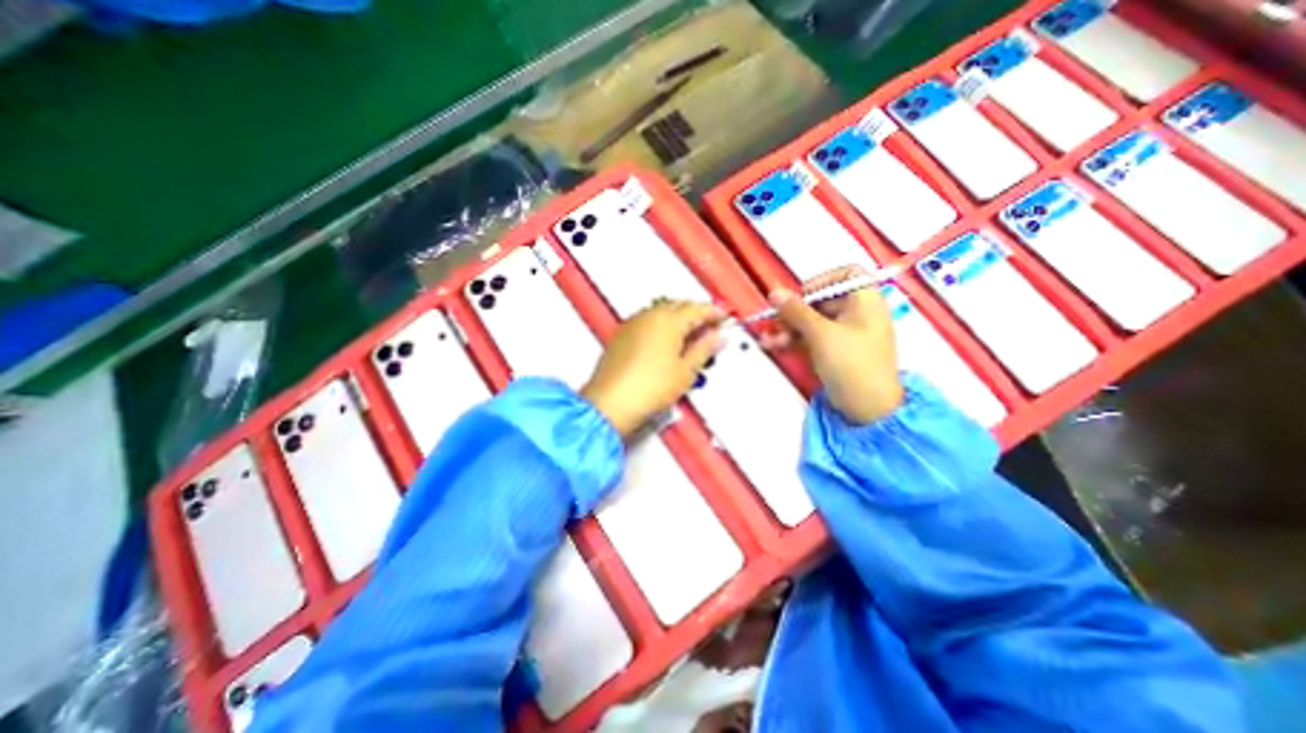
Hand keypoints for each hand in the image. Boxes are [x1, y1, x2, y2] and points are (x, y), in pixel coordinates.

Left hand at [580, 301, 724, 436]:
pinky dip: (660, 328)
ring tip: (689, 340)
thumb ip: (704, 349)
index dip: (714, 313)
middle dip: (696, 315)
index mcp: (668, 320)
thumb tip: (717, 337)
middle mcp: (648, 315)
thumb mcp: (686, 371)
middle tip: (709, 331)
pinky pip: (647, 322)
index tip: (724, 320)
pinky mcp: (621, 335)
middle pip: (678, 306)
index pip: (698, 308)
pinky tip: (666, 345)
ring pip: (661, 313)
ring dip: (677, 320)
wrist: (611, 403)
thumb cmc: (650, 388)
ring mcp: (632, 324)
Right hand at [762, 263, 904, 422]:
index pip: (846, 274)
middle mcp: (857, 313)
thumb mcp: (821, 334)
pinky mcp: (835, 351)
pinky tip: (774, 345)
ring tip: (769, 338)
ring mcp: (846, 334)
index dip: (821, 280)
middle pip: (822, 300)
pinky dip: (795, 340)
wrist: (867, 408)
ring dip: (789, 328)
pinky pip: (812, 338)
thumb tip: (774, 292)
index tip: (802, 295)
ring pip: (813, 321)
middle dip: (795, 310)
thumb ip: (796, 311)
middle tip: (776, 321)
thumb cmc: (852, 363)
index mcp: (865, 300)